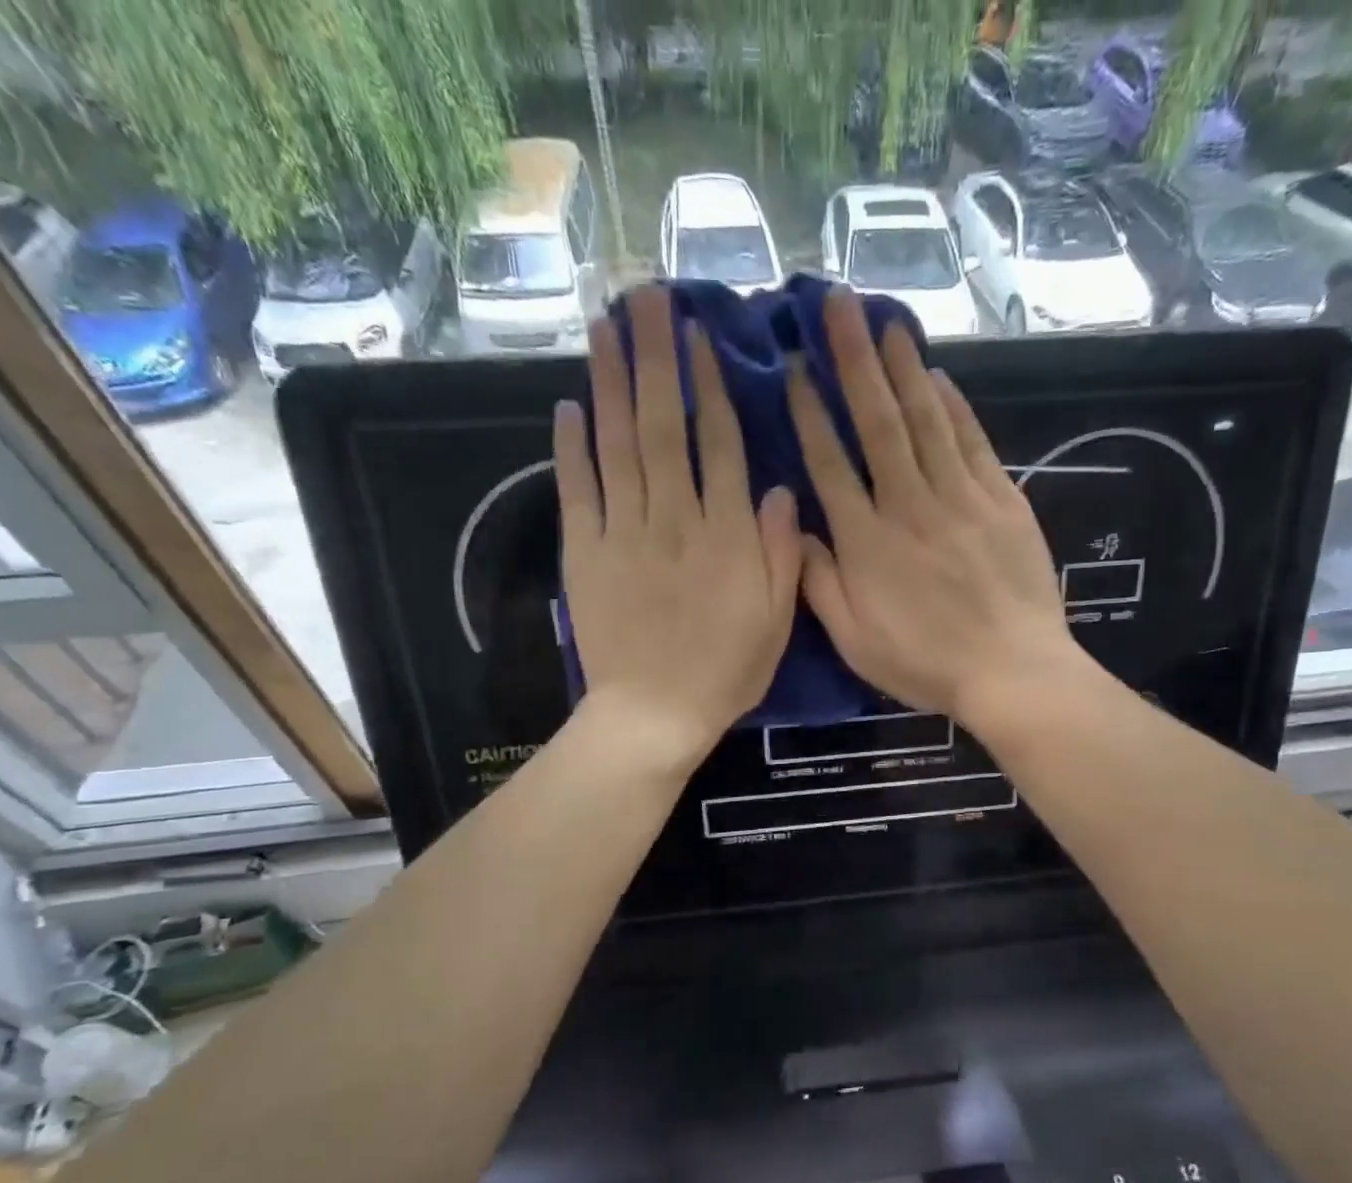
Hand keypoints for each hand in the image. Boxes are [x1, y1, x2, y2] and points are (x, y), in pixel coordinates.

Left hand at [557, 285, 799, 762]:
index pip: (721, 446)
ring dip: (613, 382)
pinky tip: (570, 405)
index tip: (700, 336)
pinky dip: (572, 447)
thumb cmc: (725, 672)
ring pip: (619, 445)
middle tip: (645, 299)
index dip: (711, 387)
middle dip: (656, 359)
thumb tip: (781, 490)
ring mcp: (624, 532)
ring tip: (606, 328)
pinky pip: (578, 489)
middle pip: (665, 426)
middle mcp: (675, 519)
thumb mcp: (777, 622)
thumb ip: (781, 553)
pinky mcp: (585, 553)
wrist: (654, 713)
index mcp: (727, 536)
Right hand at [789, 288, 1078, 722]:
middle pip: (877, 423)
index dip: (808, 412)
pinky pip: (972, 441)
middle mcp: (909, 505)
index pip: (830, 463)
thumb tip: (797, 531)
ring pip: (926, 420)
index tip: (791, 367)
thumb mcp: (854, 641)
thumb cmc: (925, 663)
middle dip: (853, 360)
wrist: (1011, 671)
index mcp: (867, 542)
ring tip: (884, 319)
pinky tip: (938, 376)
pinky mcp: (1002, 500)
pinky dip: (954, 405)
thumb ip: (819, 585)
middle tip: (837, 304)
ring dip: (903, 367)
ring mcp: (960, 498)